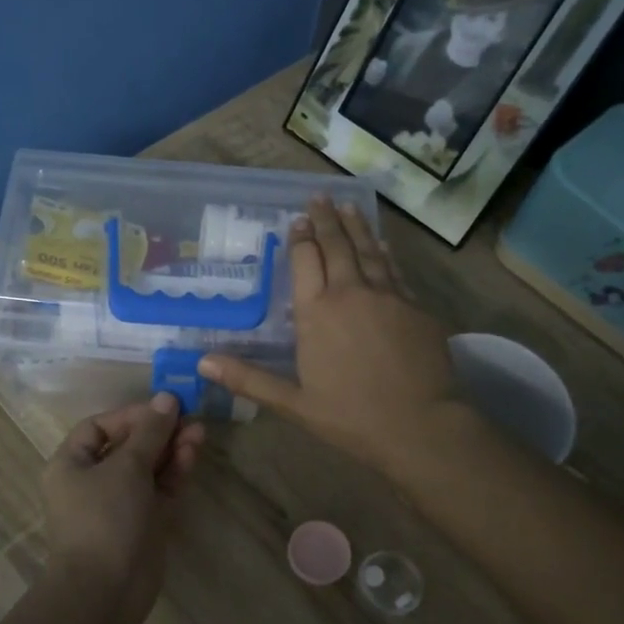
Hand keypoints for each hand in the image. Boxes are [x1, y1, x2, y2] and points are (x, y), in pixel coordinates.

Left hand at [42, 393, 204, 604]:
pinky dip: (174, 472)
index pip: (100, 427)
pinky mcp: (143, 522)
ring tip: (199, 434)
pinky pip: (159, 489)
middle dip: (159, 431)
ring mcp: (119, 503)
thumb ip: (150, 431)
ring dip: (172, 449)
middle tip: (191, 418)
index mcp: (71, 464)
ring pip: (148, 467)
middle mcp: (92, 480)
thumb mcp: (126, 467)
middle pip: (128, 445)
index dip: (132, 415)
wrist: (106, 591)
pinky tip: (193, 454)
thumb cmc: (105, 519)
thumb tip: (167, 398)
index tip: (164, 408)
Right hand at [199, 197, 465, 471]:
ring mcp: (388, 296)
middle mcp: (351, 293)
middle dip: (326, 219)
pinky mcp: (416, 307)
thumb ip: (249, 379)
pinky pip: (394, 271)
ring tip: (348, 206)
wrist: (421, 426)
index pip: (306, 260)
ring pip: (368, 251)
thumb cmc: (350, 417)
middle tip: (320, 197)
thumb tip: (203, 362)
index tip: (297, 220)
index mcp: (317, 312)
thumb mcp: (293, 403)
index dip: (300, 238)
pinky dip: (385, 253)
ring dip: (356, 226)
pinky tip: (382, 245)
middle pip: (337, 245)